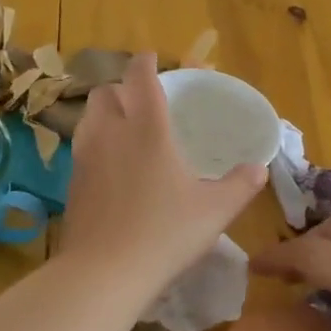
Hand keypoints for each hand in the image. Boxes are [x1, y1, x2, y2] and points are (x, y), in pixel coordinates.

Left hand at [62, 51, 267, 287]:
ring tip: (124, 131)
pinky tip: (111, 168)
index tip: (151, 59)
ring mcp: (85, 156)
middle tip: (140, 103)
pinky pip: (81, 147)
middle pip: (105, 92)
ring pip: (88, 117)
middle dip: (121, 89)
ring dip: (104, 114)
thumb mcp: (215, 211)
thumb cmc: (165, 233)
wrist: (104, 272)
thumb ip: (240, 185)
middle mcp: (111, 132)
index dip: (145, 63)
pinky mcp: (72, 182)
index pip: (140, 77)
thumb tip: (259, 169)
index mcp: (147, 128)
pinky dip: (95, 144)